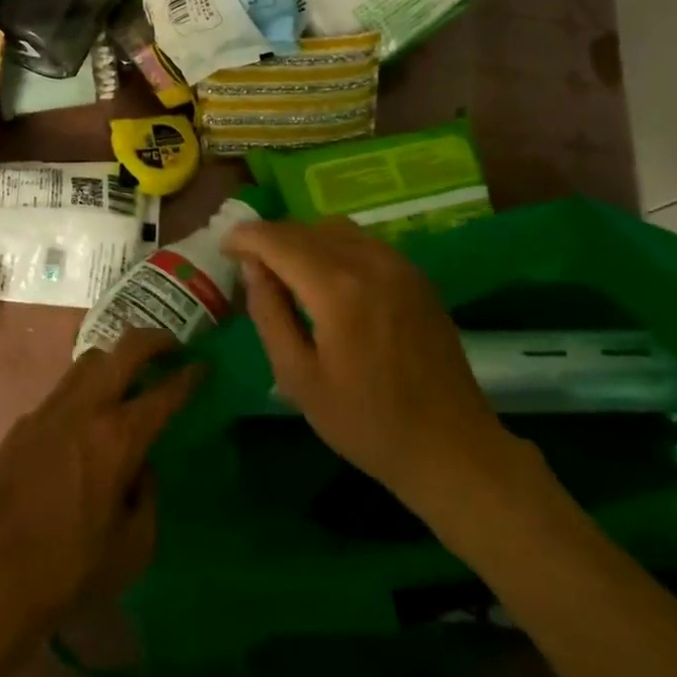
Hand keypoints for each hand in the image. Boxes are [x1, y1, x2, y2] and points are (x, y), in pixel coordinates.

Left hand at [0, 328, 200, 669]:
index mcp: (118, 437)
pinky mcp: (24, 423)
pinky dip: (84, 392)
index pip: (164, 392)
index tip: (203, 365)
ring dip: (115, 361)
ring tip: (128, 379)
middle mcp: (85, 409)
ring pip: (89, 361)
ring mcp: (49, 409)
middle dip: (155, 340)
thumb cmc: (70, 570)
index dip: (190, 376)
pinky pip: (62, 392)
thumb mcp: (133, 547)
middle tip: (172, 347)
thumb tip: (141, 467)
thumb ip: (148, 496)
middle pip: (125, 349)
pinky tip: (84, 425)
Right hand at [225, 217, 517, 516]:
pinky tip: (326, 277)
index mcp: (337, 289)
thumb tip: (252, 267)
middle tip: (248, 262)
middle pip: (305, 229)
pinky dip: (333, 245)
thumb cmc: (366, 424)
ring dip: (302, 239)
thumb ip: (269, 314)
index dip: (246, 237)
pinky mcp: (415, 274)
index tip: (225, 247)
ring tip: (285, 268)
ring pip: (335, 228)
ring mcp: (398, 263)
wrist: (451, 448)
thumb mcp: (299, 378)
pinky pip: (363, 241)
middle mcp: (369, 261)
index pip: (278, 240)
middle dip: (271, 238)